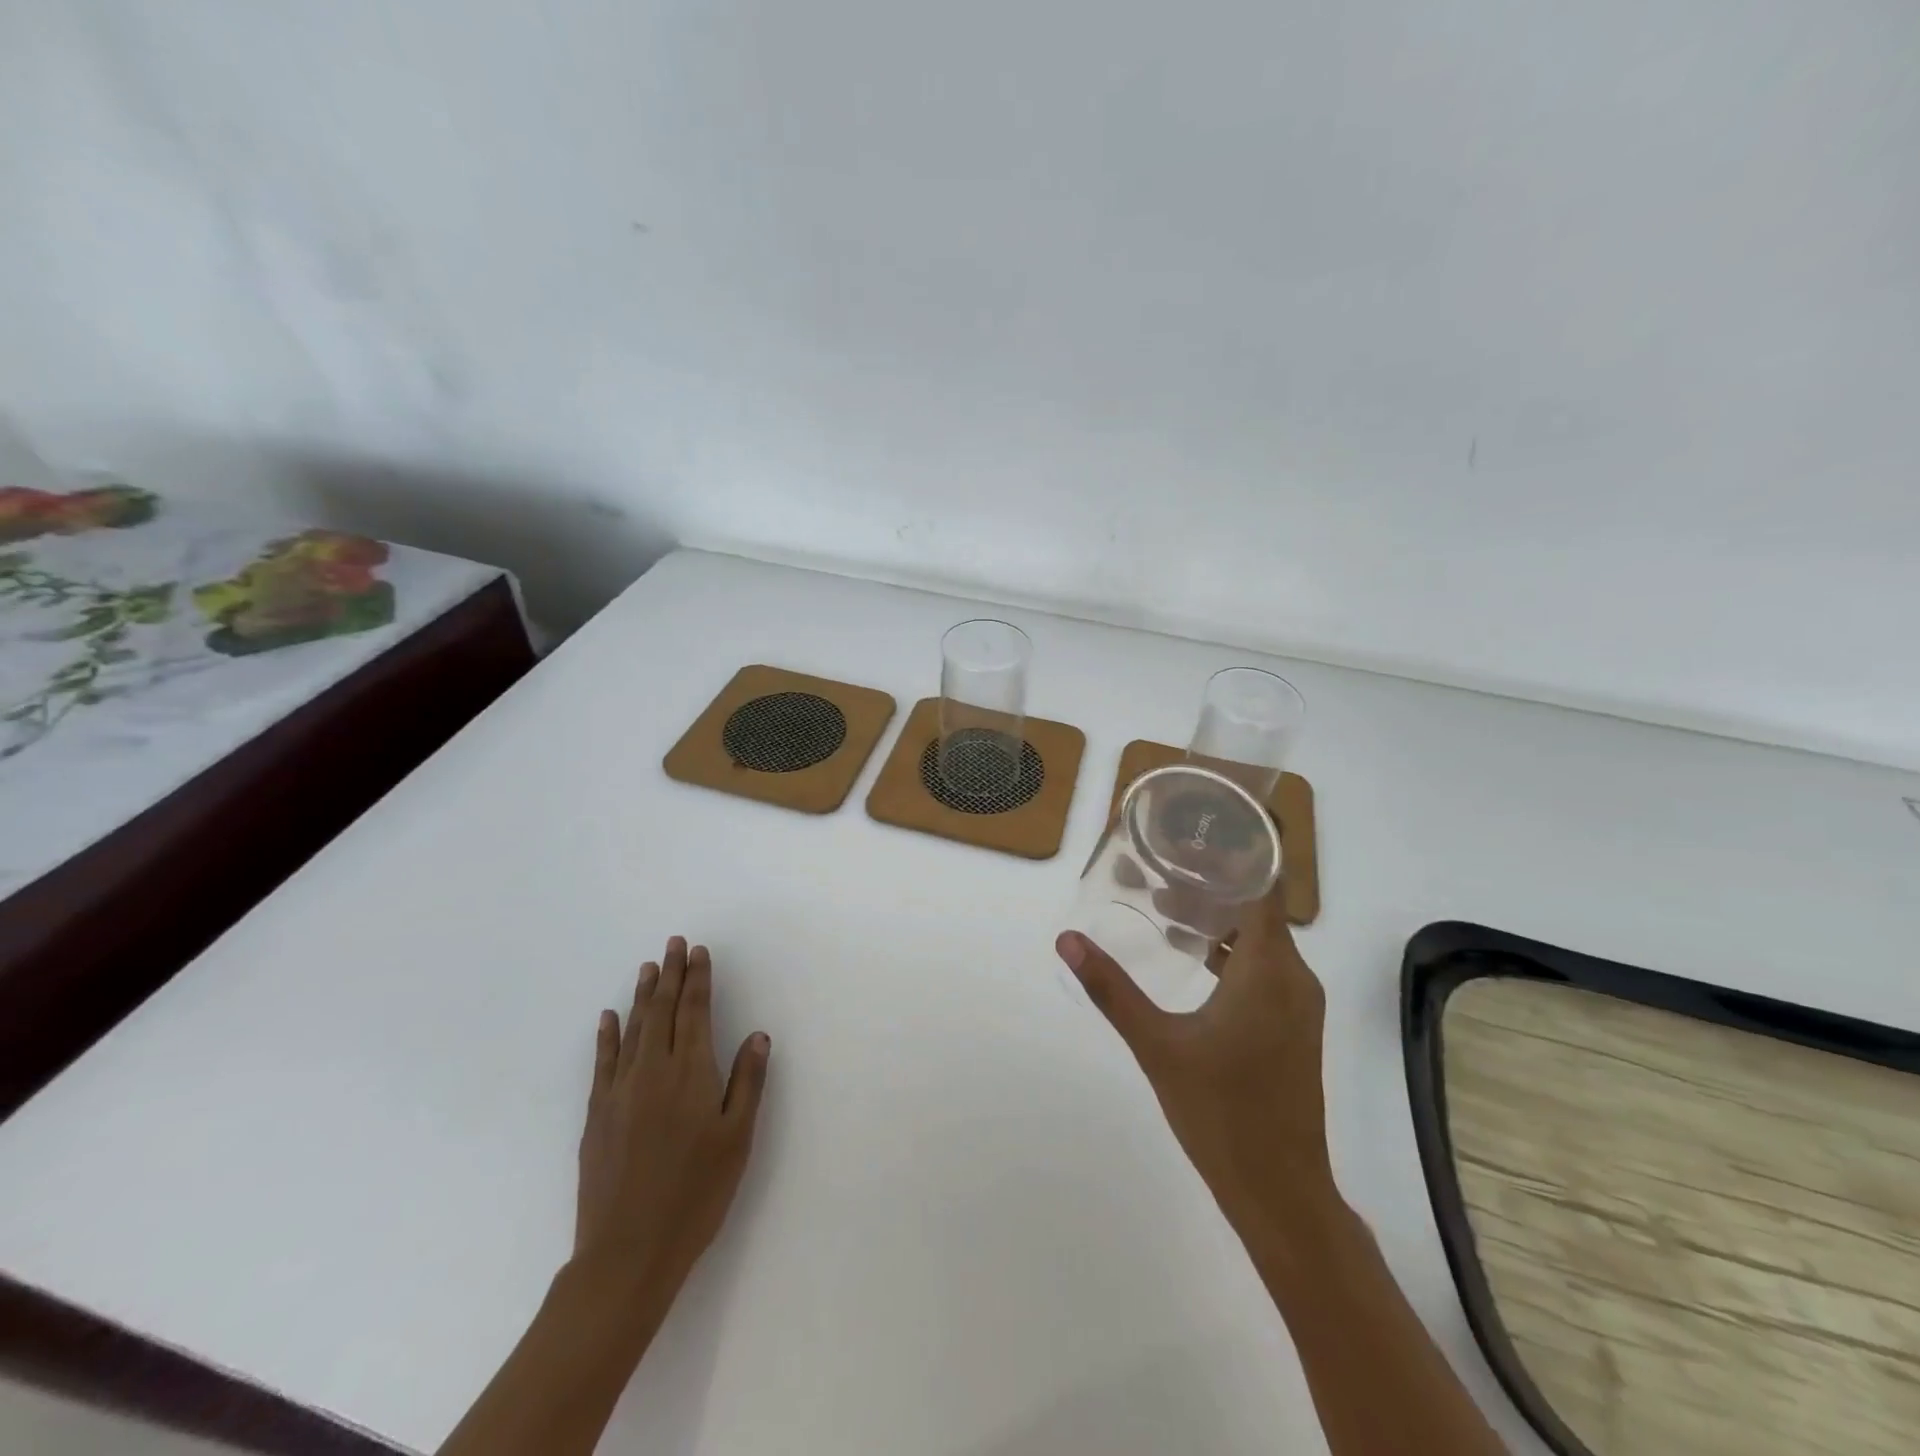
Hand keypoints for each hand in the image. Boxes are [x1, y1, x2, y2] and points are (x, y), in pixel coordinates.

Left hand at [574, 937, 771, 1293]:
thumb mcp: (737, 1140)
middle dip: (671, 974)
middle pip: (662, 1010)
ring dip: (642, 995)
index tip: (699, 952)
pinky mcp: (596, 1115)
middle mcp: (652, 1070)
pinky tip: (609, 1017)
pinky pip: (602, 1061)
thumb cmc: (695, 1195)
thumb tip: (757, 1035)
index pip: (695, 1011)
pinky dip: (607, 1035)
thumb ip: (747, 1082)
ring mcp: (619, 1091)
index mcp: (691, 1073)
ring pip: (633, 1029)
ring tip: (648, 967)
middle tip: (674, 943)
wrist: (627, 1253)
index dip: (698, 979)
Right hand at [1056, 885, 1333, 1230]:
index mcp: (1270, 969)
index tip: (1200, 830)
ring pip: (1260, 939)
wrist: (1281, 1191)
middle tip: (1160, 864)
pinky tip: (1190, 956)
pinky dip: (1230, 951)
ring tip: (1164, 904)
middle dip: (1212, 883)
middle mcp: (1293, 976)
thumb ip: (1112, 989)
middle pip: (1258, 908)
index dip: (1241, 852)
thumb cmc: (1221, 1112)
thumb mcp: (1157, 1045)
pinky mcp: (1292, 1025)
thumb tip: (1067, 940)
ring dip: (1217, 919)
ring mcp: (1297, 1003)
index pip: (1266, 886)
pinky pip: (1264, 967)